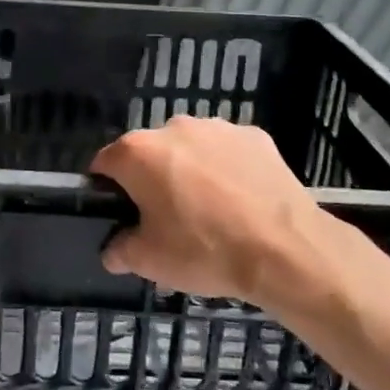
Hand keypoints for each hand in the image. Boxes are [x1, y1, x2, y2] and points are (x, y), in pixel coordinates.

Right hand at [91, 115, 341, 310]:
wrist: (285, 249)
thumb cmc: (205, 250)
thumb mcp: (149, 262)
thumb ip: (120, 250)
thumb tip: (113, 249)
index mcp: (138, 152)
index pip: (104, 164)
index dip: (108, 191)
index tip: (123, 216)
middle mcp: (173, 127)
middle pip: (149, 152)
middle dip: (152, 179)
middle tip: (168, 220)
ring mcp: (217, 127)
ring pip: (190, 148)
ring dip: (190, 171)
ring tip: (211, 212)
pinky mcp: (254, 135)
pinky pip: (228, 151)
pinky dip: (227, 169)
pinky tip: (242, 202)